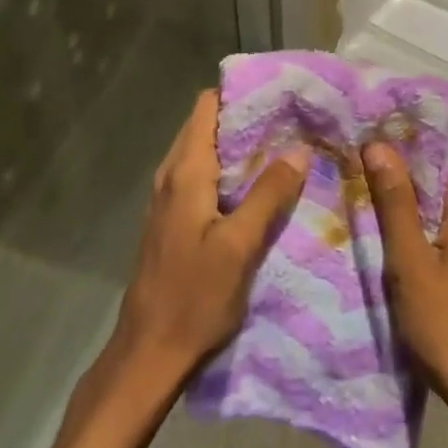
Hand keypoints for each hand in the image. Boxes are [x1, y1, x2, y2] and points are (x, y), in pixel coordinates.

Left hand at [109, 90, 308, 393]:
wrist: (149, 354)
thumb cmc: (194, 298)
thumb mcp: (240, 246)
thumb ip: (268, 194)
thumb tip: (298, 149)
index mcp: (185, 173)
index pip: (207, 107)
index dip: (241, 94)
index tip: (280, 92)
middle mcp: (172, 176)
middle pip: (207, 126)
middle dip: (247, 118)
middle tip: (293, 119)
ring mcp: (169, 199)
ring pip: (206, 152)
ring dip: (241, 146)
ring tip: (285, 146)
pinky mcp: (174, 221)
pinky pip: (204, 178)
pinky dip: (231, 171)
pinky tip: (260, 185)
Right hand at [363, 143, 447, 447]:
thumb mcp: (410, 264)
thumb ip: (395, 202)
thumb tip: (377, 144)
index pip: (443, 146)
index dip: (406, 133)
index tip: (368, 125)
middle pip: (444, 168)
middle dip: (404, 159)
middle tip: (357, 152)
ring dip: (413, 188)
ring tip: (368, 180)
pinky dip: (427, 213)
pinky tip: (396, 222)